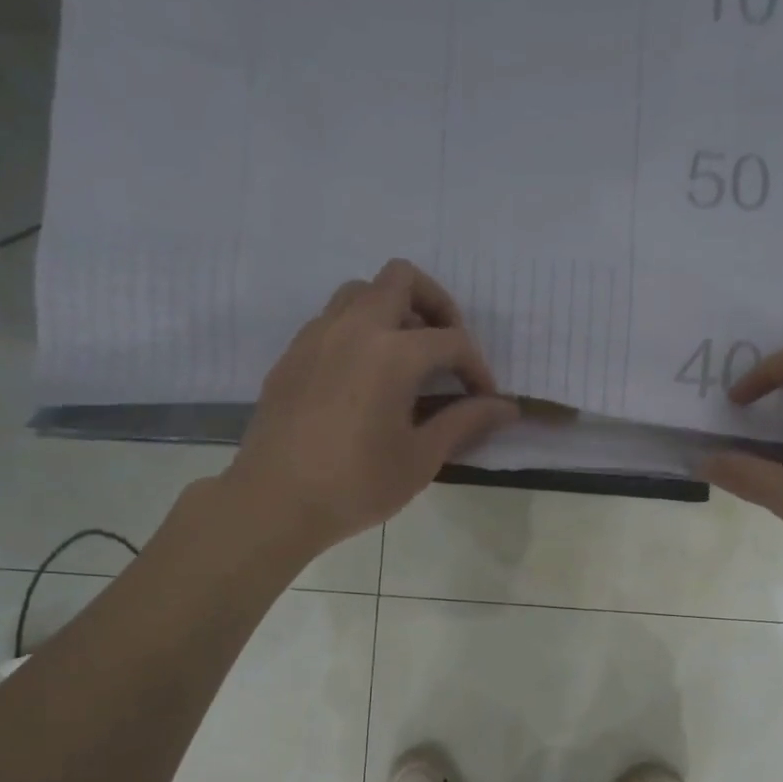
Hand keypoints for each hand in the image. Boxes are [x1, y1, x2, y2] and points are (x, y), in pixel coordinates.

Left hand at [228, 260, 516, 553]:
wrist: (275, 501)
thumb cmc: (357, 485)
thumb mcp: (421, 458)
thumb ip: (465, 422)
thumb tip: (506, 406)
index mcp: (392, 353)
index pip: (451, 341)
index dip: (477, 369)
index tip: (484, 401)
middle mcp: (354, 327)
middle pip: (402, 279)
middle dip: (436, 307)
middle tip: (447, 352)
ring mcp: (317, 335)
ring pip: (361, 291)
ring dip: (393, 311)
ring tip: (407, 360)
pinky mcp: (293, 354)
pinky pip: (333, 319)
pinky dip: (360, 331)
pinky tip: (367, 379)